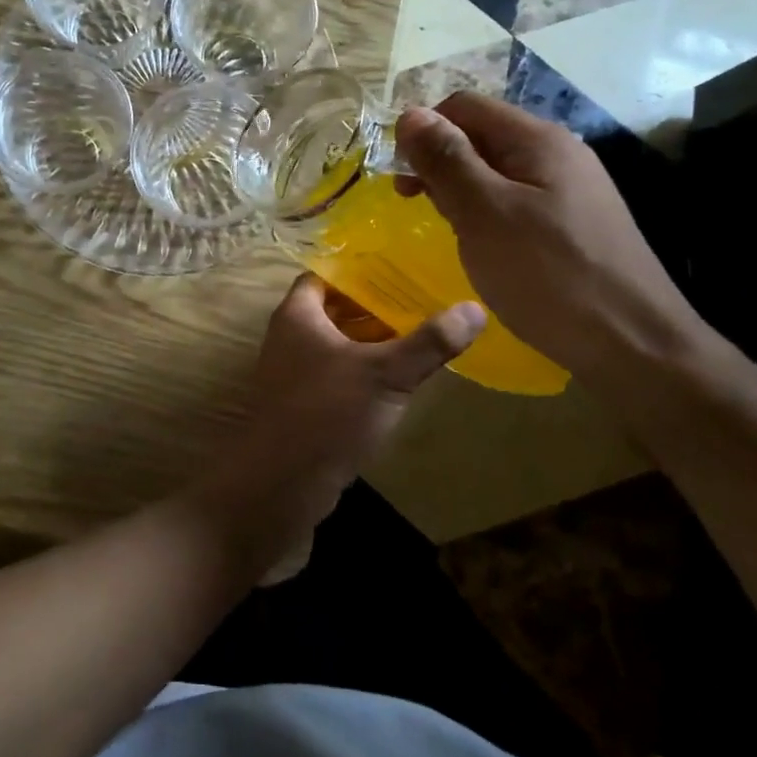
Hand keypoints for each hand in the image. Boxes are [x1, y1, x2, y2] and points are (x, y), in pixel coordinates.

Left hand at [196, 275, 482, 580]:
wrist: (281, 485)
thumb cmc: (328, 413)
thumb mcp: (385, 374)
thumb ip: (429, 342)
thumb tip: (475, 307)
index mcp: (298, 315)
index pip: (325, 275)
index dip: (358, 271)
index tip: (399, 271)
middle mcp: (289, 337)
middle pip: (333, 309)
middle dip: (373, 307)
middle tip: (420, 302)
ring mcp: (292, 374)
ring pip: (336, 345)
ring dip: (370, 342)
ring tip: (418, 337)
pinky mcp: (302, 406)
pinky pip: (335, 375)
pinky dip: (362, 372)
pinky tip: (396, 382)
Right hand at [395, 93, 709, 381]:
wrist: (632, 344)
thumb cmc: (548, 274)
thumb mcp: (483, 213)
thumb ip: (446, 160)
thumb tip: (409, 114)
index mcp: (536, 139)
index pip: (464, 106)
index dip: (424, 131)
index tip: (400, 177)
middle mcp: (556, 152)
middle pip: (480, 135)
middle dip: (439, 162)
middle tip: (416, 206)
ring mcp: (568, 188)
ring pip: (495, 170)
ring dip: (460, 190)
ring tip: (448, 228)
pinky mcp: (572, 222)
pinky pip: (514, 200)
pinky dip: (485, 213)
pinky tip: (482, 245)